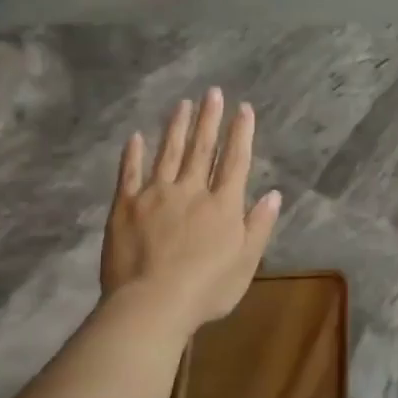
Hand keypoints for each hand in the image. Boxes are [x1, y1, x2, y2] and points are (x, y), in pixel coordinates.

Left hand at [102, 88, 280, 327]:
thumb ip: (259, 226)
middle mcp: (191, 190)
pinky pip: (129, 173)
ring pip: (168, 153)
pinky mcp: (125, 206)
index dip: (241, 133)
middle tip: (212, 93)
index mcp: (223, 205)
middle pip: (202, 148)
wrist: (152, 304)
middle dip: (209, 119)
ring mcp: (155, 195)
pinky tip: (136, 137)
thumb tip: (273, 194)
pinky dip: (133, 154)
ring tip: (182, 104)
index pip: (235, 161)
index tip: (244, 108)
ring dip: (176, 127)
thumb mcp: (246, 262)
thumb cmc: (207, 289)